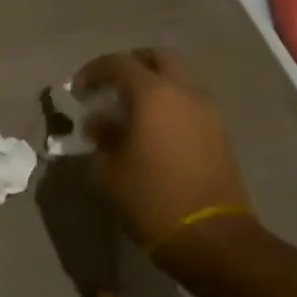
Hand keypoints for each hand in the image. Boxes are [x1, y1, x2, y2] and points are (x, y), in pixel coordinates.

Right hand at [73, 48, 253, 250]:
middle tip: (108, 86)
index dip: (94, 71)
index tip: (78, 89)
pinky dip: (168, 105)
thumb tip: (100, 124)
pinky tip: (150, 131)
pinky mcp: (219, 132)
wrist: (210, 237)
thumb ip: (101, 137)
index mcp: (153, 95)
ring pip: (178, 79)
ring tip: (128, 112)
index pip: (119, 64)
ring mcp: (208, 111)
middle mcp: (185, 93)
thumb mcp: (107, 170)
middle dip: (130, 66)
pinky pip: (189, 102)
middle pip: (158, 58)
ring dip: (152, 86)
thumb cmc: (149, 198)